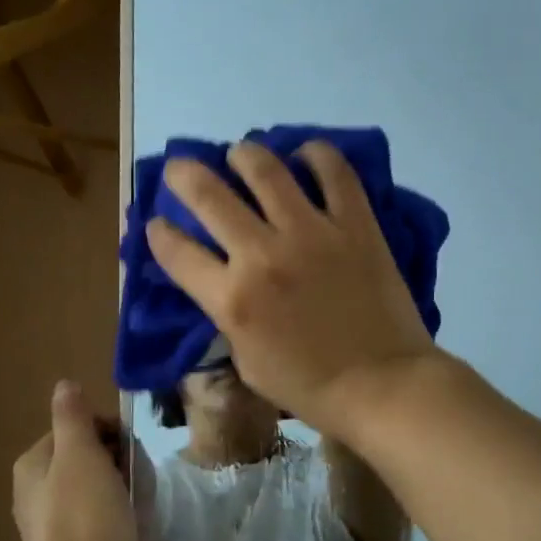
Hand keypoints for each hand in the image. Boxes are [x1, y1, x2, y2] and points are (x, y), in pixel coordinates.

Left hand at [11, 380, 137, 540]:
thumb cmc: (84, 515)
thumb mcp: (80, 453)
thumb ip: (73, 416)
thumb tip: (65, 385)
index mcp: (34, 465)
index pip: (78, 430)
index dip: (109, 434)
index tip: (128, 451)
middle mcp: (38, 494)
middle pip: (93, 461)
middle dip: (122, 468)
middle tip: (136, 485)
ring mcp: (57, 527)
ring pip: (105, 493)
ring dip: (128, 498)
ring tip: (139, 515)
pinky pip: (108, 525)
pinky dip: (125, 527)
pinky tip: (135, 539)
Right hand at [145, 140, 439, 439]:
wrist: (382, 385)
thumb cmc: (310, 387)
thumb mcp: (247, 363)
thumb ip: (227, 316)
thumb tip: (219, 281)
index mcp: (232, 299)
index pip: (176, 250)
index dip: (157, 231)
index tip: (157, 223)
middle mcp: (262, 255)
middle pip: (208, 194)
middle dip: (182, 174)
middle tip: (180, 168)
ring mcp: (311, 233)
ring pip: (264, 169)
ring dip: (242, 154)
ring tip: (240, 154)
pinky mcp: (355, 224)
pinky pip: (334, 172)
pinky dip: (315, 155)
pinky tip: (305, 155)